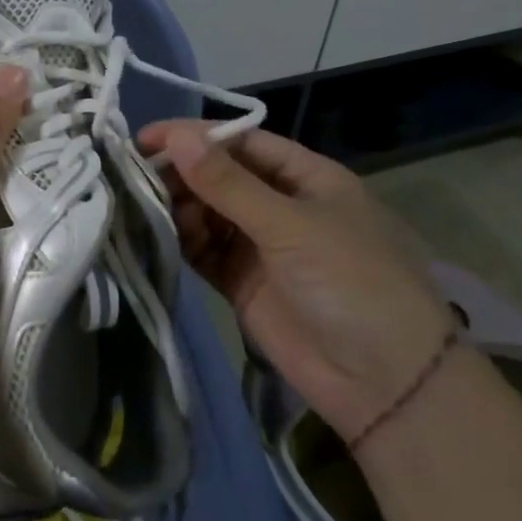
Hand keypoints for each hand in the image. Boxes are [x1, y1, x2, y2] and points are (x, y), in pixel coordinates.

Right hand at [139, 121, 454, 440]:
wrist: (385, 384)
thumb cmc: (350, 282)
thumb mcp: (290, 224)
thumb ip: (227, 183)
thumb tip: (175, 136)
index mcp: (306, 177)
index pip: (241, 142)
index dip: (195, 136)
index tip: (146, 137)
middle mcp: (281, 205)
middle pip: (220, 176)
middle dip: (182, 173)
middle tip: (136, 176)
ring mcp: (262, 246)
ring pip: (208, 212)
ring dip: (179, 207)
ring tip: (148, 208)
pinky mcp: (244, 283)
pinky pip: (205, 250)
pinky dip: (183, 241)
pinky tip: (161, 236)